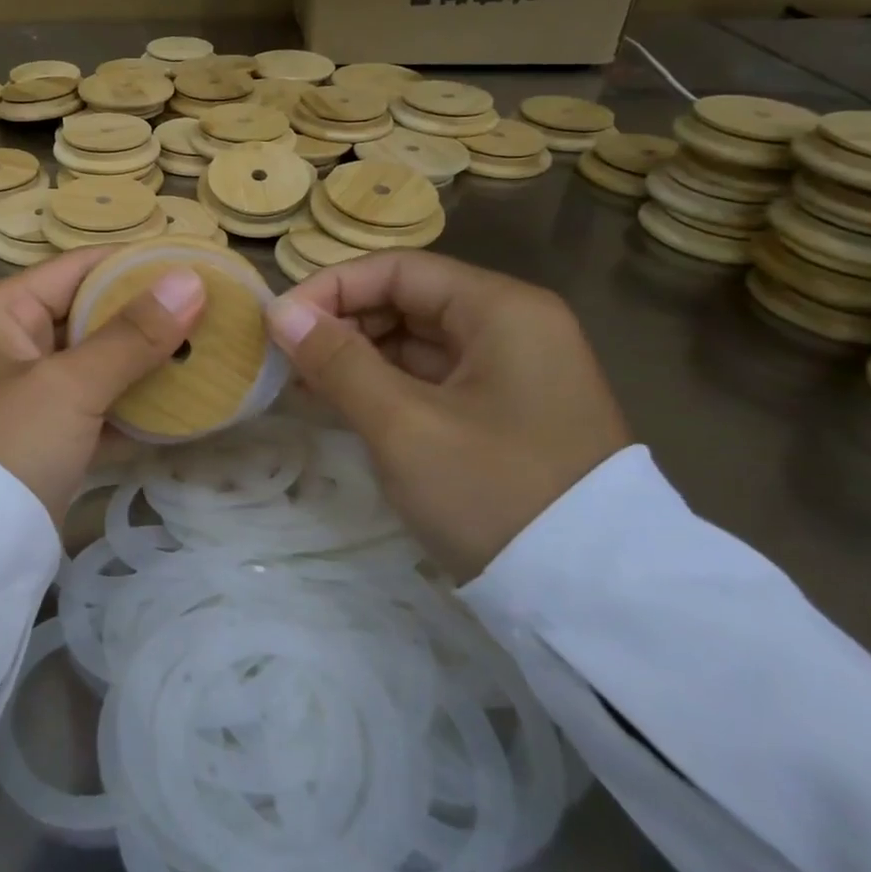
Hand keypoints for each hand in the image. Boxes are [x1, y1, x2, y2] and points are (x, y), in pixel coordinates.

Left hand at [0, 248, 205, 525]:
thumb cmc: (6, 445)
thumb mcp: (69, 385)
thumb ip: (132, 335)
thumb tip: (191, 280)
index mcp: (0, 313)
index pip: (77, 269)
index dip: (135, 265)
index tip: (195, 264)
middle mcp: (9, 345)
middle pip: (89, 317)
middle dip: (147, 318)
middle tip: (213, 313)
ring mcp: (27, 395)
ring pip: (96, 366)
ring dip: (145, 366)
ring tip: (209, 355)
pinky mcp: (43, 439)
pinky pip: (95, 410)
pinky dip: (131, 410)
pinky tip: (183, 409)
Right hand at [266, 251, 629, 582]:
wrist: (593, 601)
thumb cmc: (494, 493)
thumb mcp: (403, 426)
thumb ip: (337, 361)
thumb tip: (278, 311)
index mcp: (501, 309)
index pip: (397, 270)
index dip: (330, 289)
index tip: (277, 325)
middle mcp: (510, 326)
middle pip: (405, 301)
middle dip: (340, 325)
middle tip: (284, 360)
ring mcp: (508, 371)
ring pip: (412, 342)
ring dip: (354, 358)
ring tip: (299, 384)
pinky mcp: (499, 412)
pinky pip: (427, 379)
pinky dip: (381, 387)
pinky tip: (336, 404)